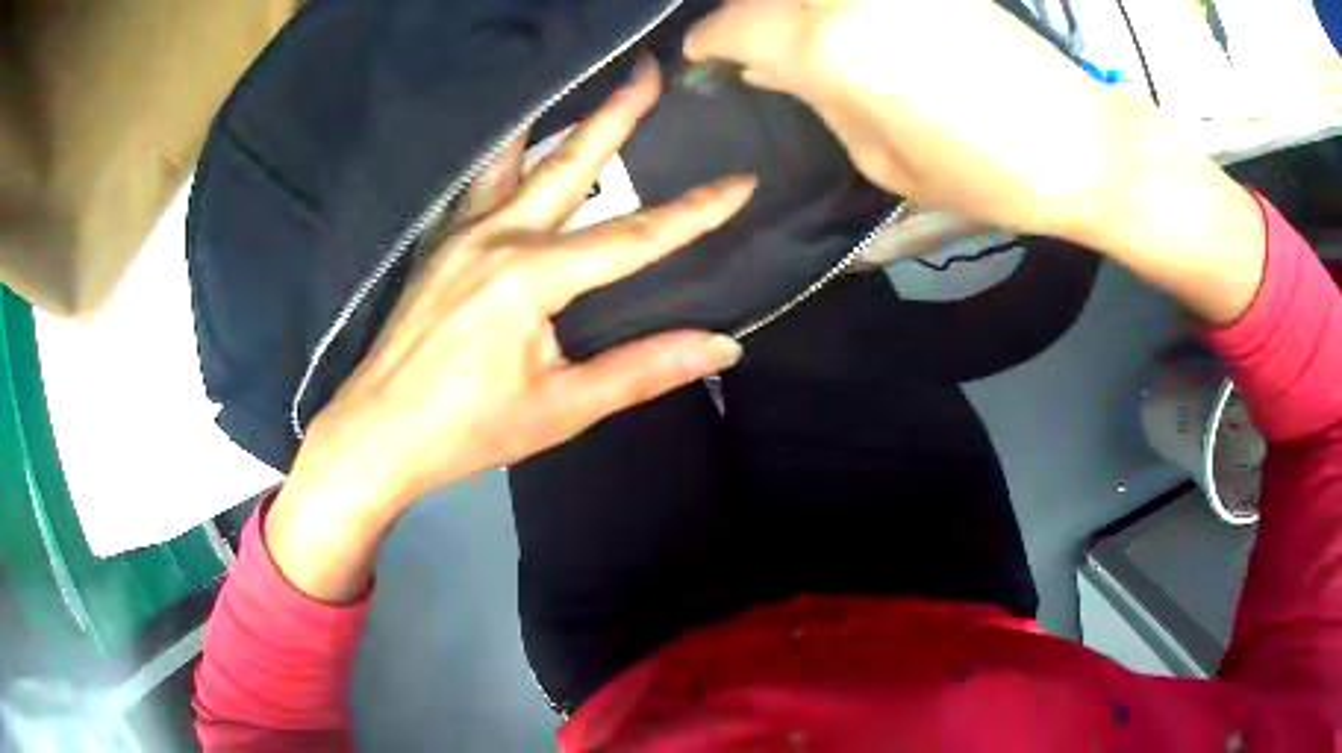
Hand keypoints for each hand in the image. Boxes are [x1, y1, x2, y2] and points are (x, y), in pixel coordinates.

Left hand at [265, 58, 754, 600]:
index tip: (741, 181)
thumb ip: (642, 370)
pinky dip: (505, 154)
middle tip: (649, 69)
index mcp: (531, 276)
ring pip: (517, 159)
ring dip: (557, 121)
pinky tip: (516, 142)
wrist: (377, 431)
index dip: (695, 211)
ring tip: (584, 85)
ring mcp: (461, 232)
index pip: (634, 237)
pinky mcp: (439, 242)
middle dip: (617, 113)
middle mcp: (498, 236)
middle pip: (571, 163)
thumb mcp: (562, 407)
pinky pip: (478, 184)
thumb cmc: (468, 429)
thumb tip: (722, 346)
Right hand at [684, 0, 1143, 241]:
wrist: (1082, 142)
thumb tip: (772, 69)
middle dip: (746, 19)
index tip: (703, 58)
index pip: (736, 25)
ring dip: (788, 9)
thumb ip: (820, 102)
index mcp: (832, 46)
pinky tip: (843, 26)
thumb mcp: (884, 161)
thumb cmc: (987, 174)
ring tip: (795, 41)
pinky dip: (833, 5)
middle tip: (746, 52)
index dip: (709, 43)